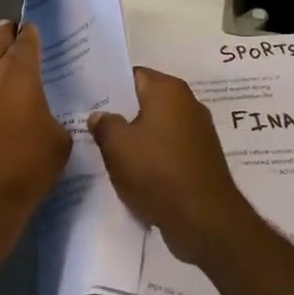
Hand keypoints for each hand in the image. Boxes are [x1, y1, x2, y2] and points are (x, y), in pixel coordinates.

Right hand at [89, 68, 255, 267]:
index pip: (133, 75)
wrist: (204, 219)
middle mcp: (188, 103)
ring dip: (138, 140)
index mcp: (169, 89)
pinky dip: (154, 158)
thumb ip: (104, 124)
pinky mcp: (202, 158)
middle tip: (95, 129)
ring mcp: (199, 132)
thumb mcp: (117, 146)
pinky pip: (170, 149)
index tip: (90, 101)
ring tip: (111, 154)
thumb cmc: (157, 171)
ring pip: (158, 128)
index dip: (110, 86)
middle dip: (123, 114)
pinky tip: (136, 175)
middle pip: (146, 101)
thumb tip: (100, 115)